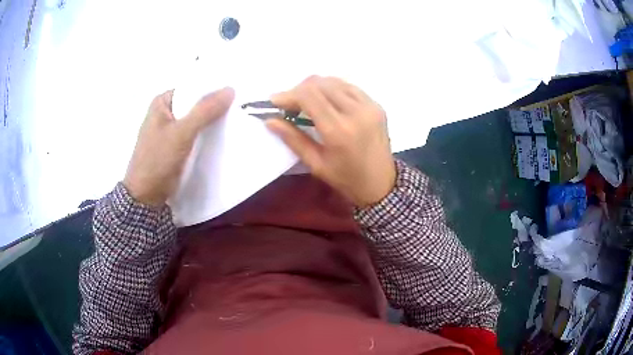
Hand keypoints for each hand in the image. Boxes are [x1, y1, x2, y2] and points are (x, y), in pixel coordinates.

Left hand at [123, 88, 234, 206]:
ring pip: (195, 120)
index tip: (233, 93)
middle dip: (213, 106)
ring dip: (211, 121)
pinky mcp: (175, 146)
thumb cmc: (158, 159)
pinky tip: (221, 136)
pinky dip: (205, 134)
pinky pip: (194, 134)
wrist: (146, 196)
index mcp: (162, 102)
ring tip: (234, 120)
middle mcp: (165, 112)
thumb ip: (204, 111)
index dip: (211, 89)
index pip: (191, 88)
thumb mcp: (181, 132)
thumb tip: (230, 90)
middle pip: (194, 104)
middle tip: (238, 107)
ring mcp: (170, 130)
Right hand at [267, 76, 395, 207]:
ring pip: (334, 81)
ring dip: (315, 87)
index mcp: (339, 131)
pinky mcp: (376, 105)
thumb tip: (270, 120)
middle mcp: (356, 112)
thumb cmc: (346, 179)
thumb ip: (292, 139)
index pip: (308, 96)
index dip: (288, 94)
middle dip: (298, 90)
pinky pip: (349, 87)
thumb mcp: (316, 164)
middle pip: (319, 84)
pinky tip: (326, 101)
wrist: (382, 184)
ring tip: (306, 102)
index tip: (275, 102)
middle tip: (290, 105)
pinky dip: (333, 89)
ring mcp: (369, 106)